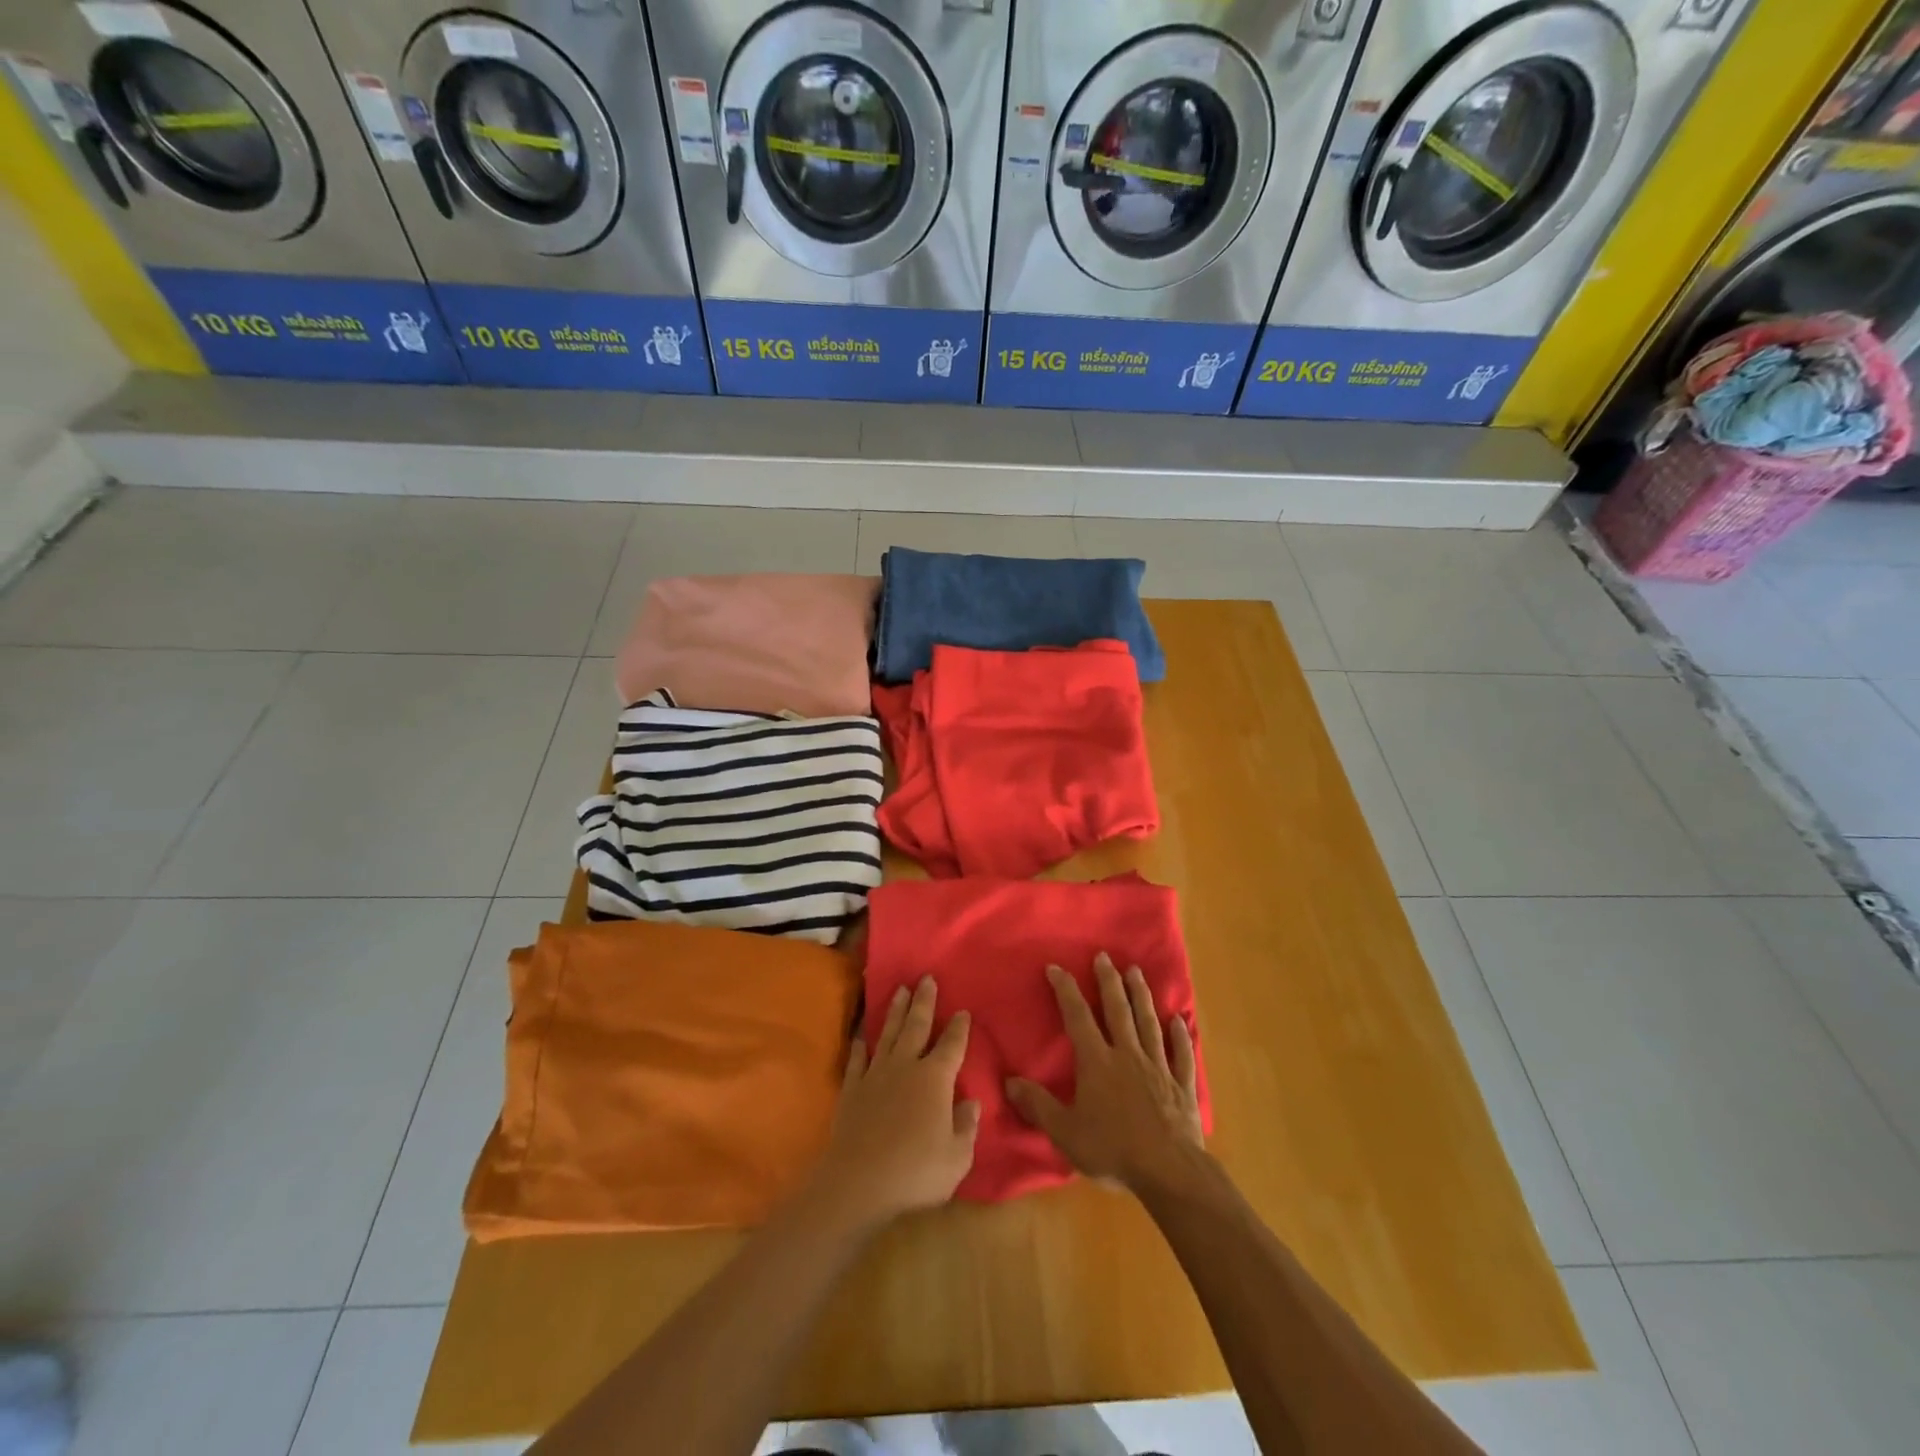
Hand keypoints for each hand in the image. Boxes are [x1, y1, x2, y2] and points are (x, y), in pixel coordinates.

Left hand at [809, 977, 979, 1230]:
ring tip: (900, 990)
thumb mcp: (957, 1157)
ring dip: (896, 1011)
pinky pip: (858, 1059)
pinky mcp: (852, 1089)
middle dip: (924, 1001)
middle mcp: (906, 1067)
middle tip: (926, 978)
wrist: (858, 1183)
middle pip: (917, 1026)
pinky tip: (862, 1035)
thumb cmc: (915, 1172)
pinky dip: (861, 1044)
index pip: (952, 1046)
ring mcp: (876, 1075)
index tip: (962, 1010)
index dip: (959, 1028)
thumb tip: (970, 1102)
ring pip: (888, 1034)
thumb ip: (966, 1127)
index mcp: (935, 1079)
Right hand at [1005, 954, 1203, 1192]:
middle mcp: (1127, 1055)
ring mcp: (1158, 1067)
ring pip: (1148, 1023)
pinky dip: (1180, 1036)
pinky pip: (1180, 1054)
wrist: (1169, 1171)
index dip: (1066, 990)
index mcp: (1097, 1062)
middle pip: (1117, 1010)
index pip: (1077, 1017)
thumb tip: (1009, 1082)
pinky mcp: (1181, 1086)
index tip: (1056, 967)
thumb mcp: (1065, 1132)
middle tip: (1104, 956)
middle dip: (1108, 981)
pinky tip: (1180, 1021)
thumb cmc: (1113, 1150)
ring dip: (1141, 996)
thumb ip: (1038, 1105)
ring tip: (1136, 972)